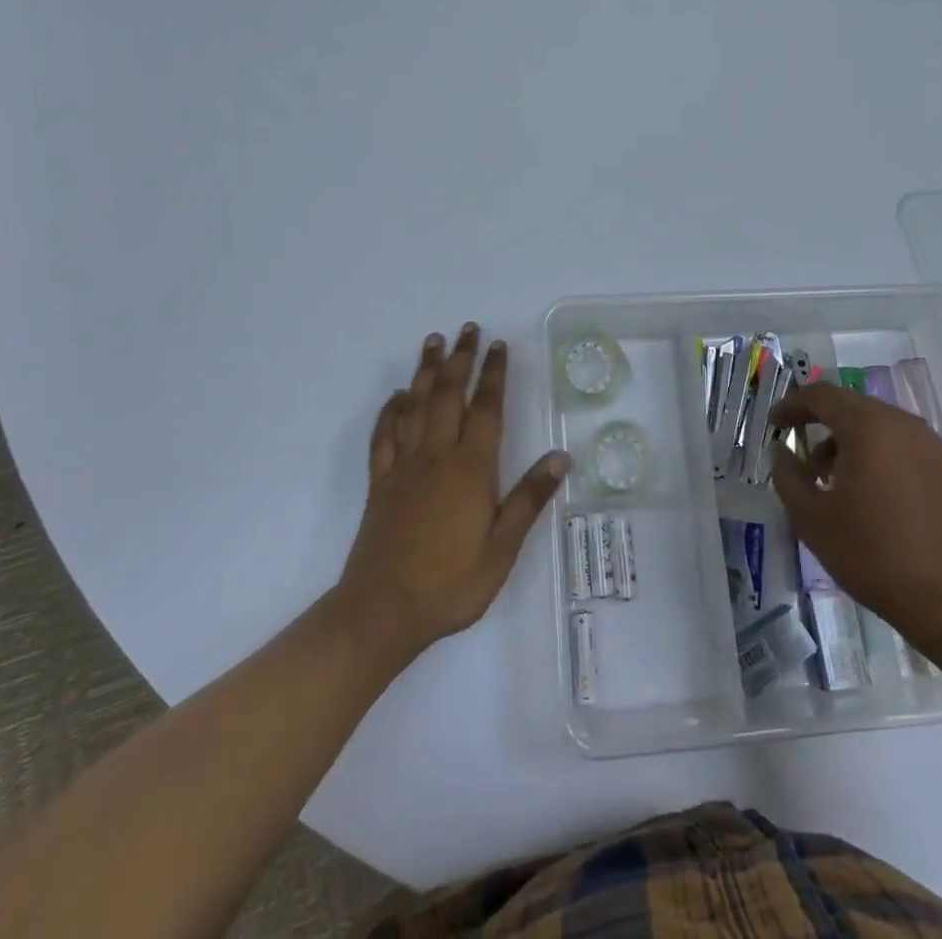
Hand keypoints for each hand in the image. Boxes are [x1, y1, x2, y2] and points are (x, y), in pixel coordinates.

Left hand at [335, 325, 568, 663]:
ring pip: (415, 406)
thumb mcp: (502, 549)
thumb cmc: (451, 584)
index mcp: (470, 469)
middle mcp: (436, 457)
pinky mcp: (380, 484)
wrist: (382, 612)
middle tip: (467, 329)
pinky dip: (390, 411)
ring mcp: (403, 468)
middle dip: (460, 359)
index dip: (493, 374)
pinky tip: (397, 396)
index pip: (486, 409)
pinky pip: (383, 437)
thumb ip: (529, 499)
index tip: (498, 345)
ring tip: (434, 342)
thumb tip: (561, 456)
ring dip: (426, 371)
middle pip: (449, 396)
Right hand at [771, 382, 941, 654]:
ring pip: (879, 426)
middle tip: (802, 458)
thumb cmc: (873, 555)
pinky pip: (903, 447)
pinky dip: (878, 456)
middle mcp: (903, 424)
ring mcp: (932, 446)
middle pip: (851, 407)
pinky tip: (872, 496)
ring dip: (850, 442)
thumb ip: (787, 476)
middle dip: (821, 425)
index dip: (792, 406)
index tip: (774, 426)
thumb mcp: (811, 519)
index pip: (821, 396)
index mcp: (868, 427)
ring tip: (835, 483)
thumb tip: (783, 451)